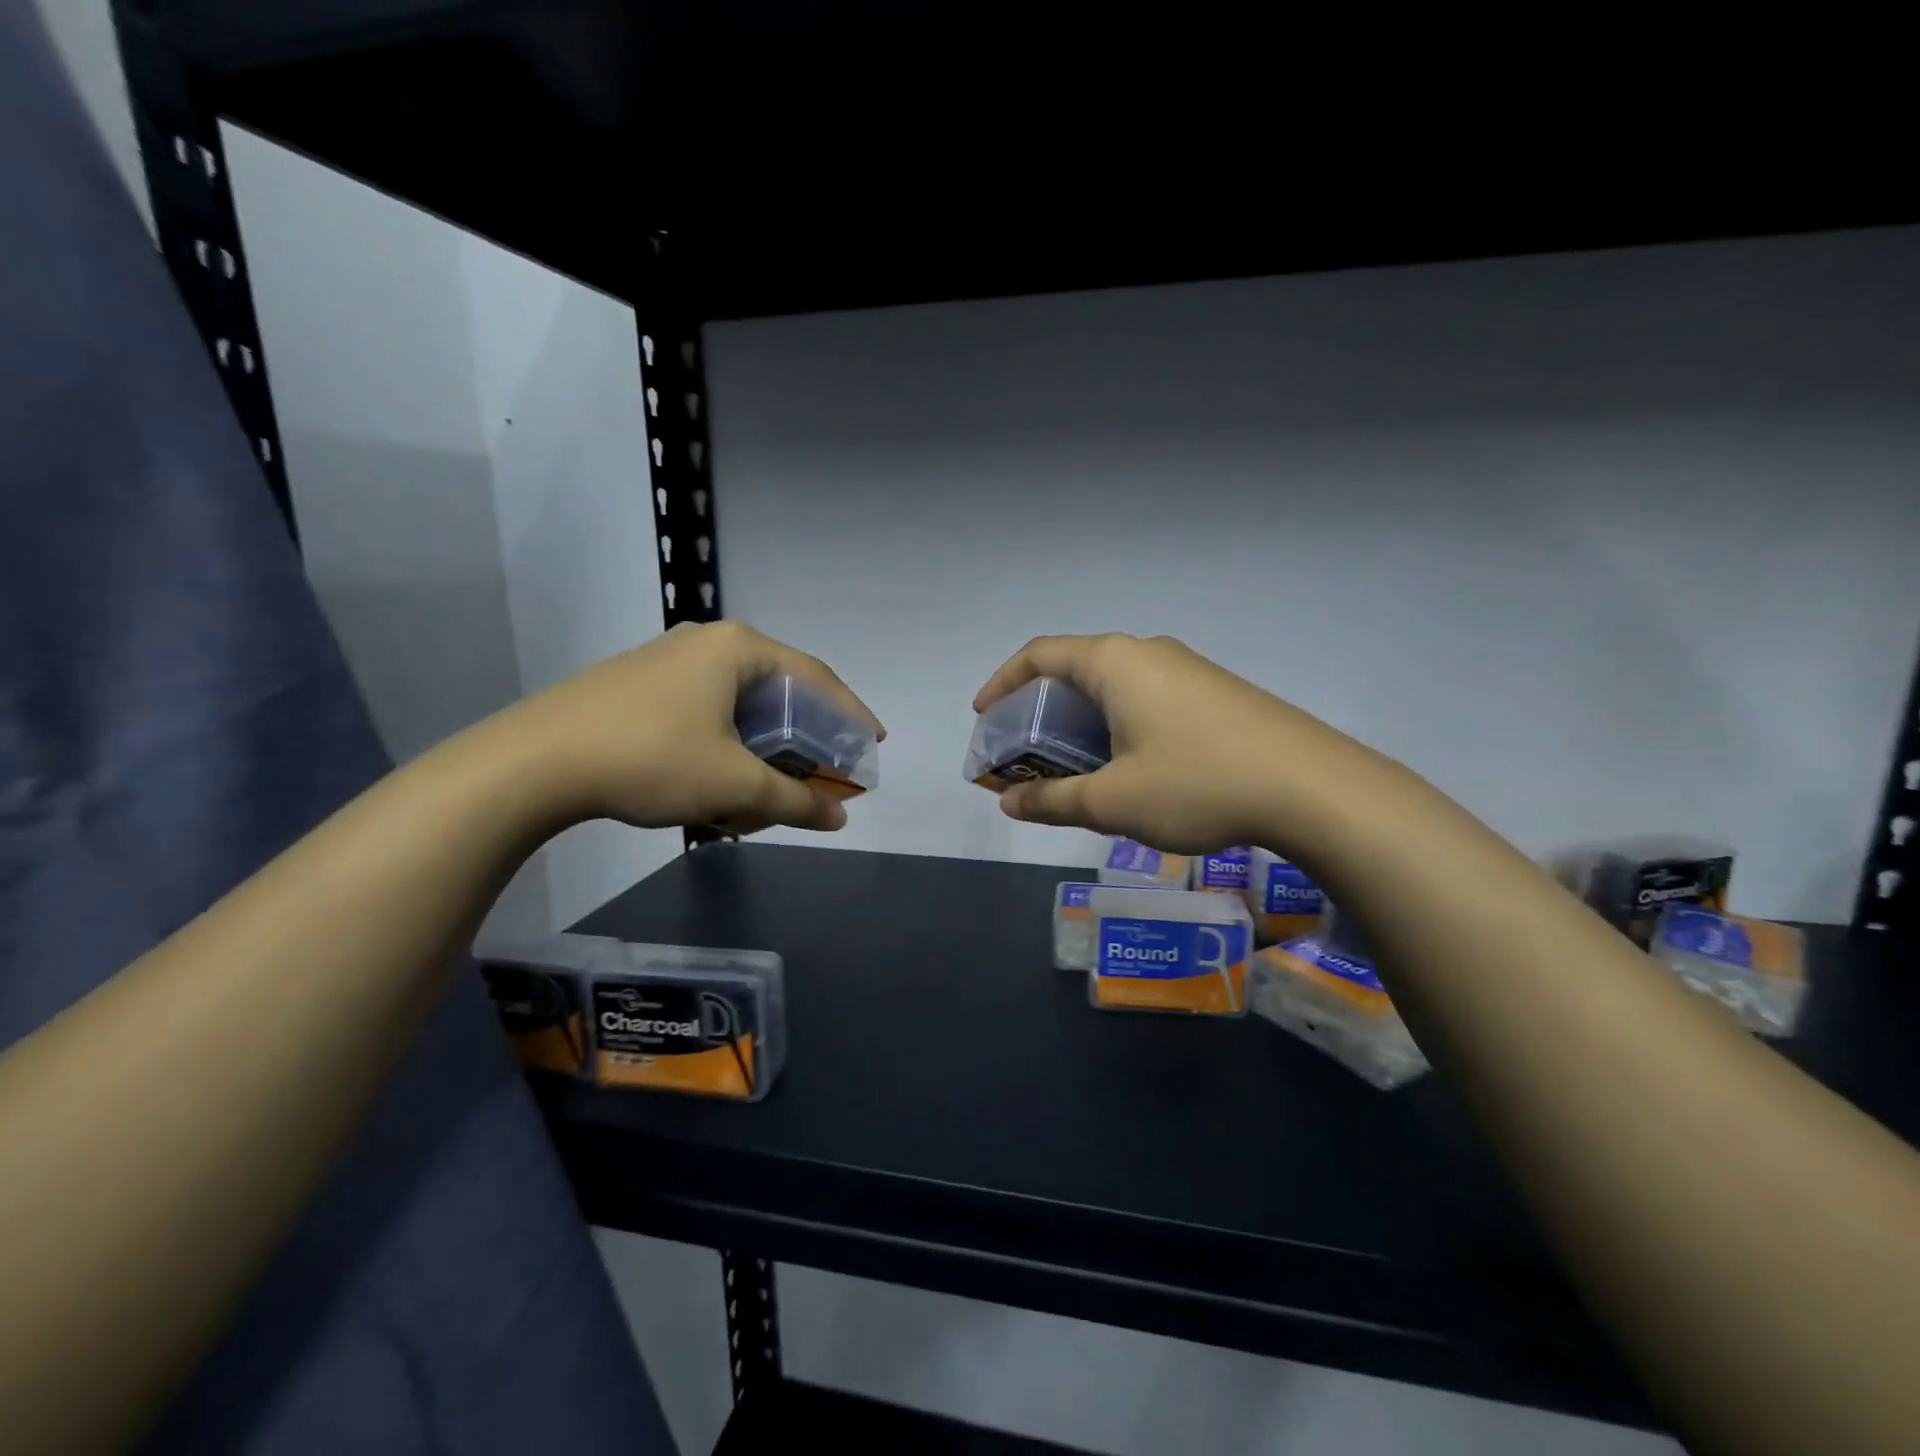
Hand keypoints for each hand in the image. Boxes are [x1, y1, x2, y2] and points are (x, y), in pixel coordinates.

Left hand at [497, 620, 884, 832]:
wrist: (532, 763)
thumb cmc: (650, 759)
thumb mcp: (733, 784)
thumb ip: (793, 800)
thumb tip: (837, 818)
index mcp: (738, 649)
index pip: (815, 677)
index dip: (850, 712)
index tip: (873, 742)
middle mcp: (707, 643)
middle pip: (778, 688)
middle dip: (805, 733)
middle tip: (825, 766)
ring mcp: (668, 662)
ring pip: (739, 703)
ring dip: (764, 744)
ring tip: (774, 780)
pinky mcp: (639, 686)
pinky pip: (706, 711)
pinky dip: (728, 743)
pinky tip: (721, 776)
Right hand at [973, 633, 1374, 855]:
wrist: (1314, 788)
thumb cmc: (1197, 784)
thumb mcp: (1113, 801)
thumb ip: (1052, 801)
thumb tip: (1009, 802)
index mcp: (1115, 662)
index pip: (1040, 655)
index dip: (1003, 682)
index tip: (985, 716)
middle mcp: (1148, 653)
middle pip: (1076, 669)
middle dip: (1042, 709)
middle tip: (1027, 751)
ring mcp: (1188, 669)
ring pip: (1115, 686)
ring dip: (1083, 721)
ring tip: (1075, 765)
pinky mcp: (1217, 692)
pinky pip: (1148, 698)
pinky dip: (1119, 724)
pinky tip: (1132, 766)